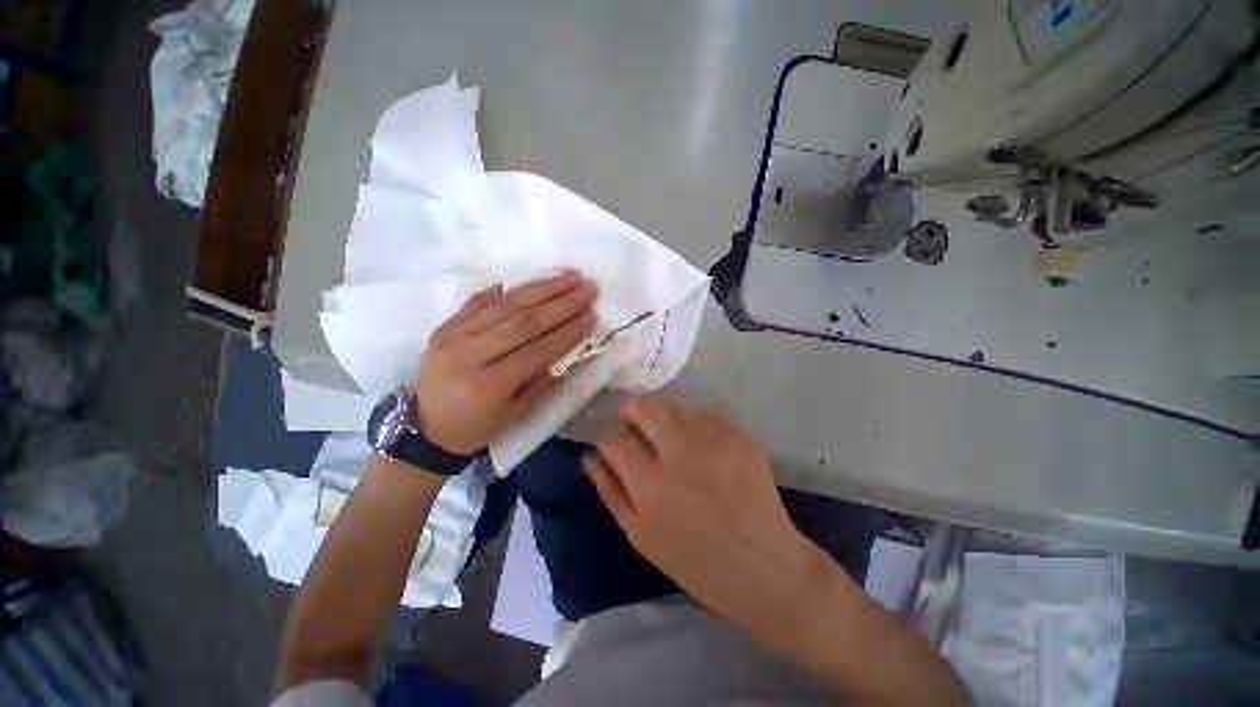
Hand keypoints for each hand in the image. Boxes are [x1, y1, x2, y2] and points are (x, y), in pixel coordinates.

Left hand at [412, 271, 597, 454]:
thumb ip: (542, 382)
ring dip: (541, 288)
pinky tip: (531, 279)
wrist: (425, 429)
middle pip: (523, 321)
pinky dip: (507, 288)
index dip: (568, 332)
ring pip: (504, 304)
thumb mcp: (516, 415)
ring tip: (569, 276)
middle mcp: (469, 355)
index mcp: (489, 385)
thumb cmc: (477, 428)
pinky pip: (478, 300)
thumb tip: (566, 349)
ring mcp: (453, 336)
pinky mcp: (445, 326)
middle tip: (588, 287)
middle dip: (561, 302)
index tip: (592, 315)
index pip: (537, 351)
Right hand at [583, 395, 833, 638]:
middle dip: (632, 409)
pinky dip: (694, 423)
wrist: (765, 568)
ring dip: (664, 415)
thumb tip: (589, 455)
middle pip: (644, 405)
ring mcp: (715, 442)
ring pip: (675, 404)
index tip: (613, 442)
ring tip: (670, 436)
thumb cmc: (696, 562)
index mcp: (650, 487)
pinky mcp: (741, 438)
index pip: (613, 438)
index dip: (607, 436)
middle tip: (636, 424)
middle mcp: (680, 455)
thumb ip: (610, 491)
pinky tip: (701, 445)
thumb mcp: (641, 536)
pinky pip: (706, 414)